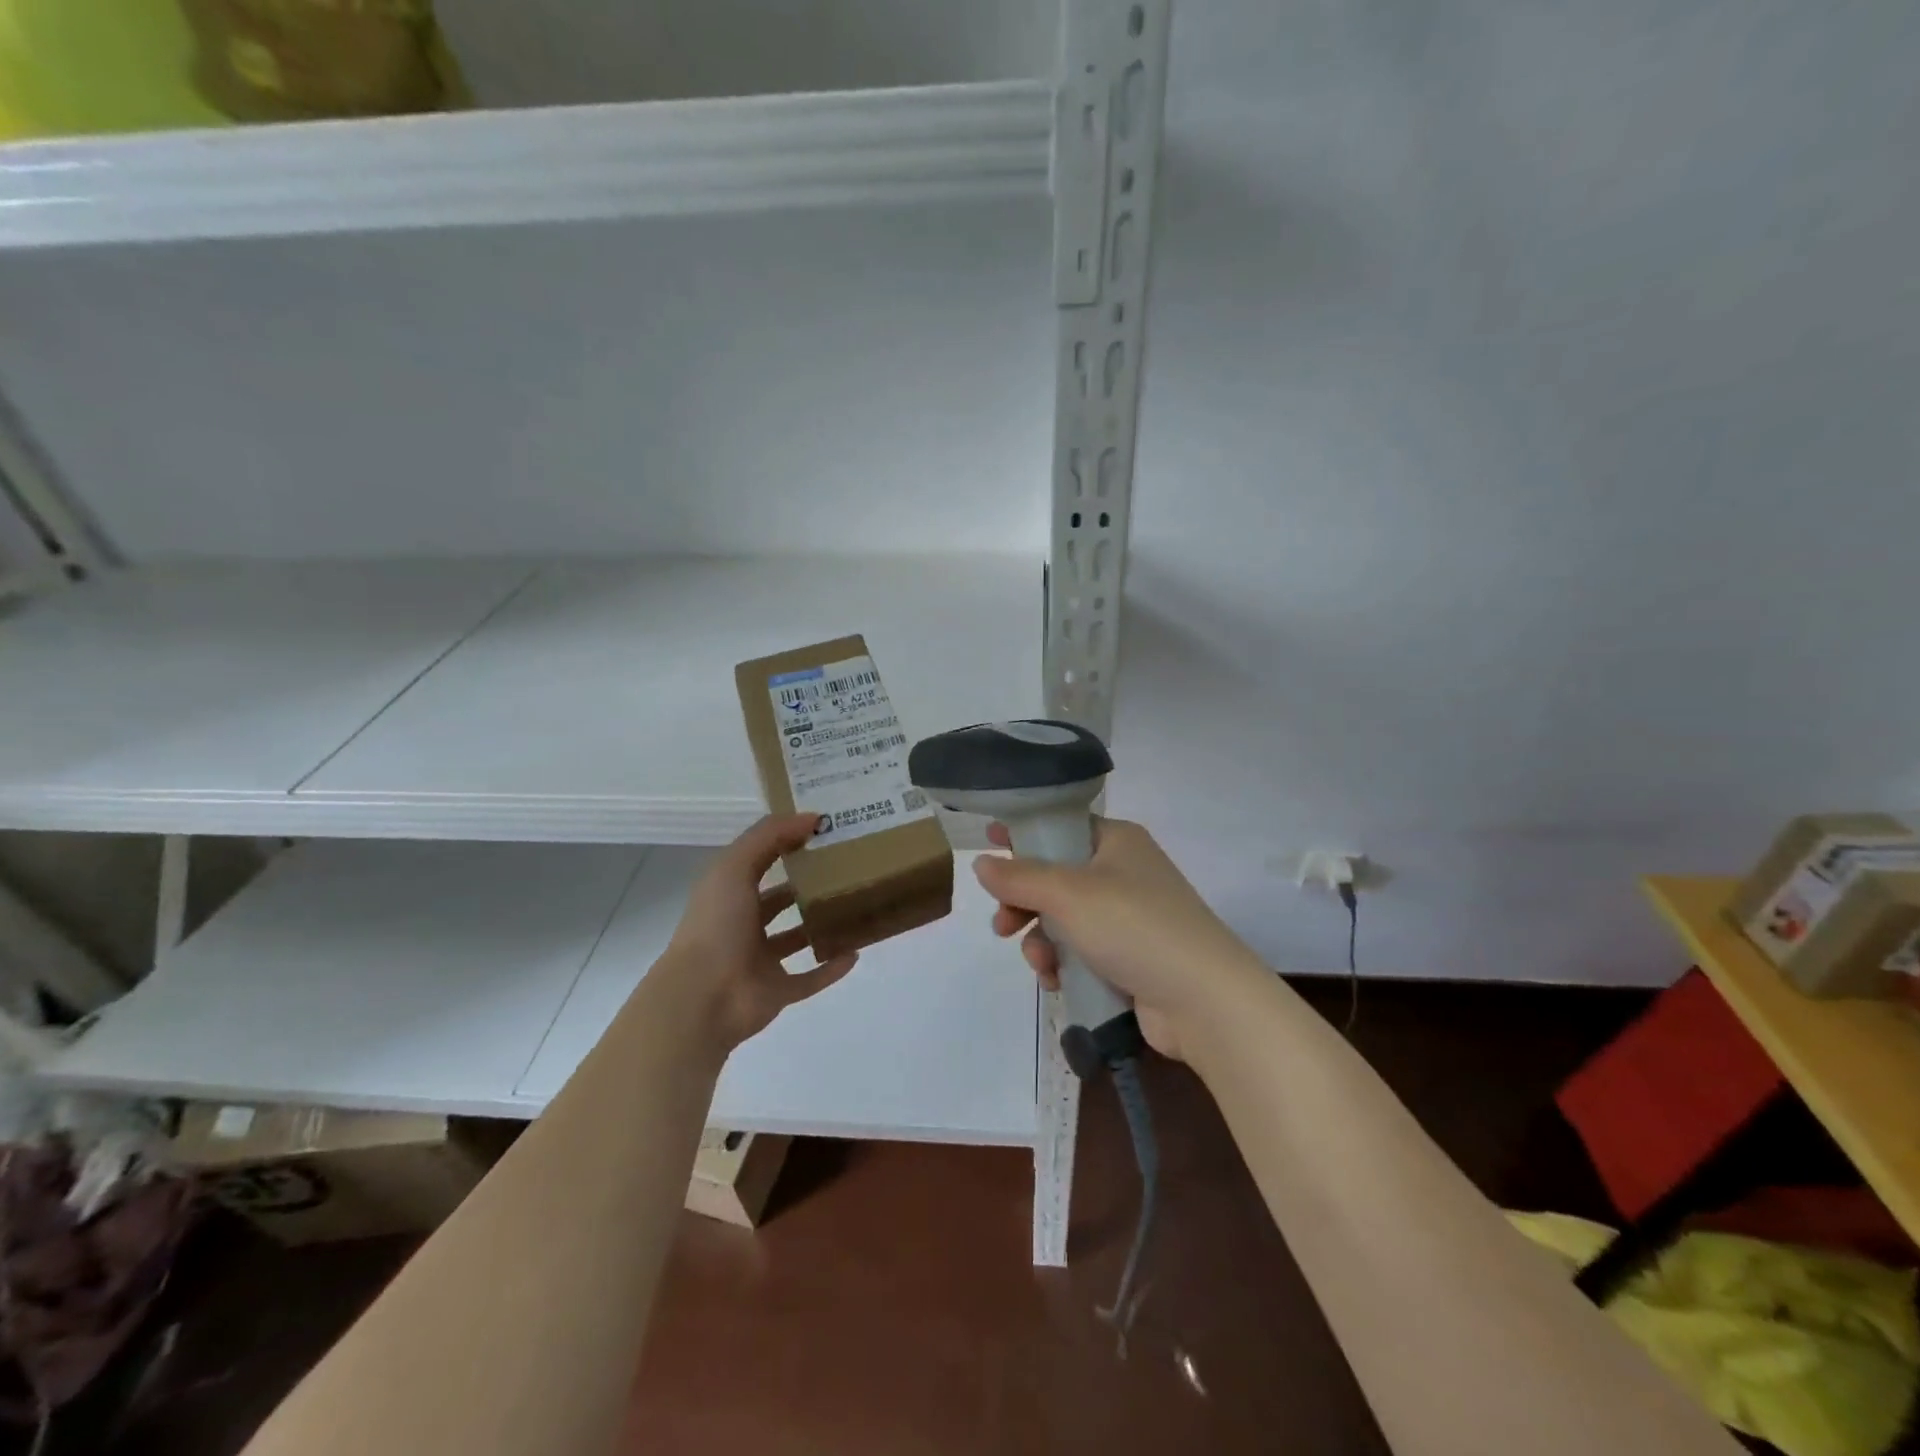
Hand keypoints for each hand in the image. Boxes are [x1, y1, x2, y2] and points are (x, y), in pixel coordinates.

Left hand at [655, 813, 858, 1052]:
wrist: (703, 997)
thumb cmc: (716, 925)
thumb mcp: (734, 866)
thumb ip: (769, 836)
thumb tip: (812, 817)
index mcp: (730, 894)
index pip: (761, 861)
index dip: (787, 843)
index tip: (824, 830)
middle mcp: (743, 925)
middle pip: (779, 901)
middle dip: (807, 886)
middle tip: (848, 868)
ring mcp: (761, 961)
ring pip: (796, 939)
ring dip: (820, 926)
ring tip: (855, 906)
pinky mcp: (778, 991)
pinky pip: (810, 979)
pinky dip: (831, 968)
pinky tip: (856, 952)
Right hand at [973, 817, 1265, 1059]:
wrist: (1204, 1000)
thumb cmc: (1133, 926)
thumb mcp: (1068, 894)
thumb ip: (1019, 877)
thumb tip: (982, 864)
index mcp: (1116, 841)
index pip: (1061, 826)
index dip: (1024, 833)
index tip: (988, 842)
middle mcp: (1123, 873)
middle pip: (1055, 877)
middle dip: (1023, 902)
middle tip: (1002, 924)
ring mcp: (1128, 917)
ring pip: (1063, 919)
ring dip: (1041, 940)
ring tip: (1039, 962)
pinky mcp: (1129, 958)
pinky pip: (1081, 951)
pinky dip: (1063, 963)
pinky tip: (1056, 981)